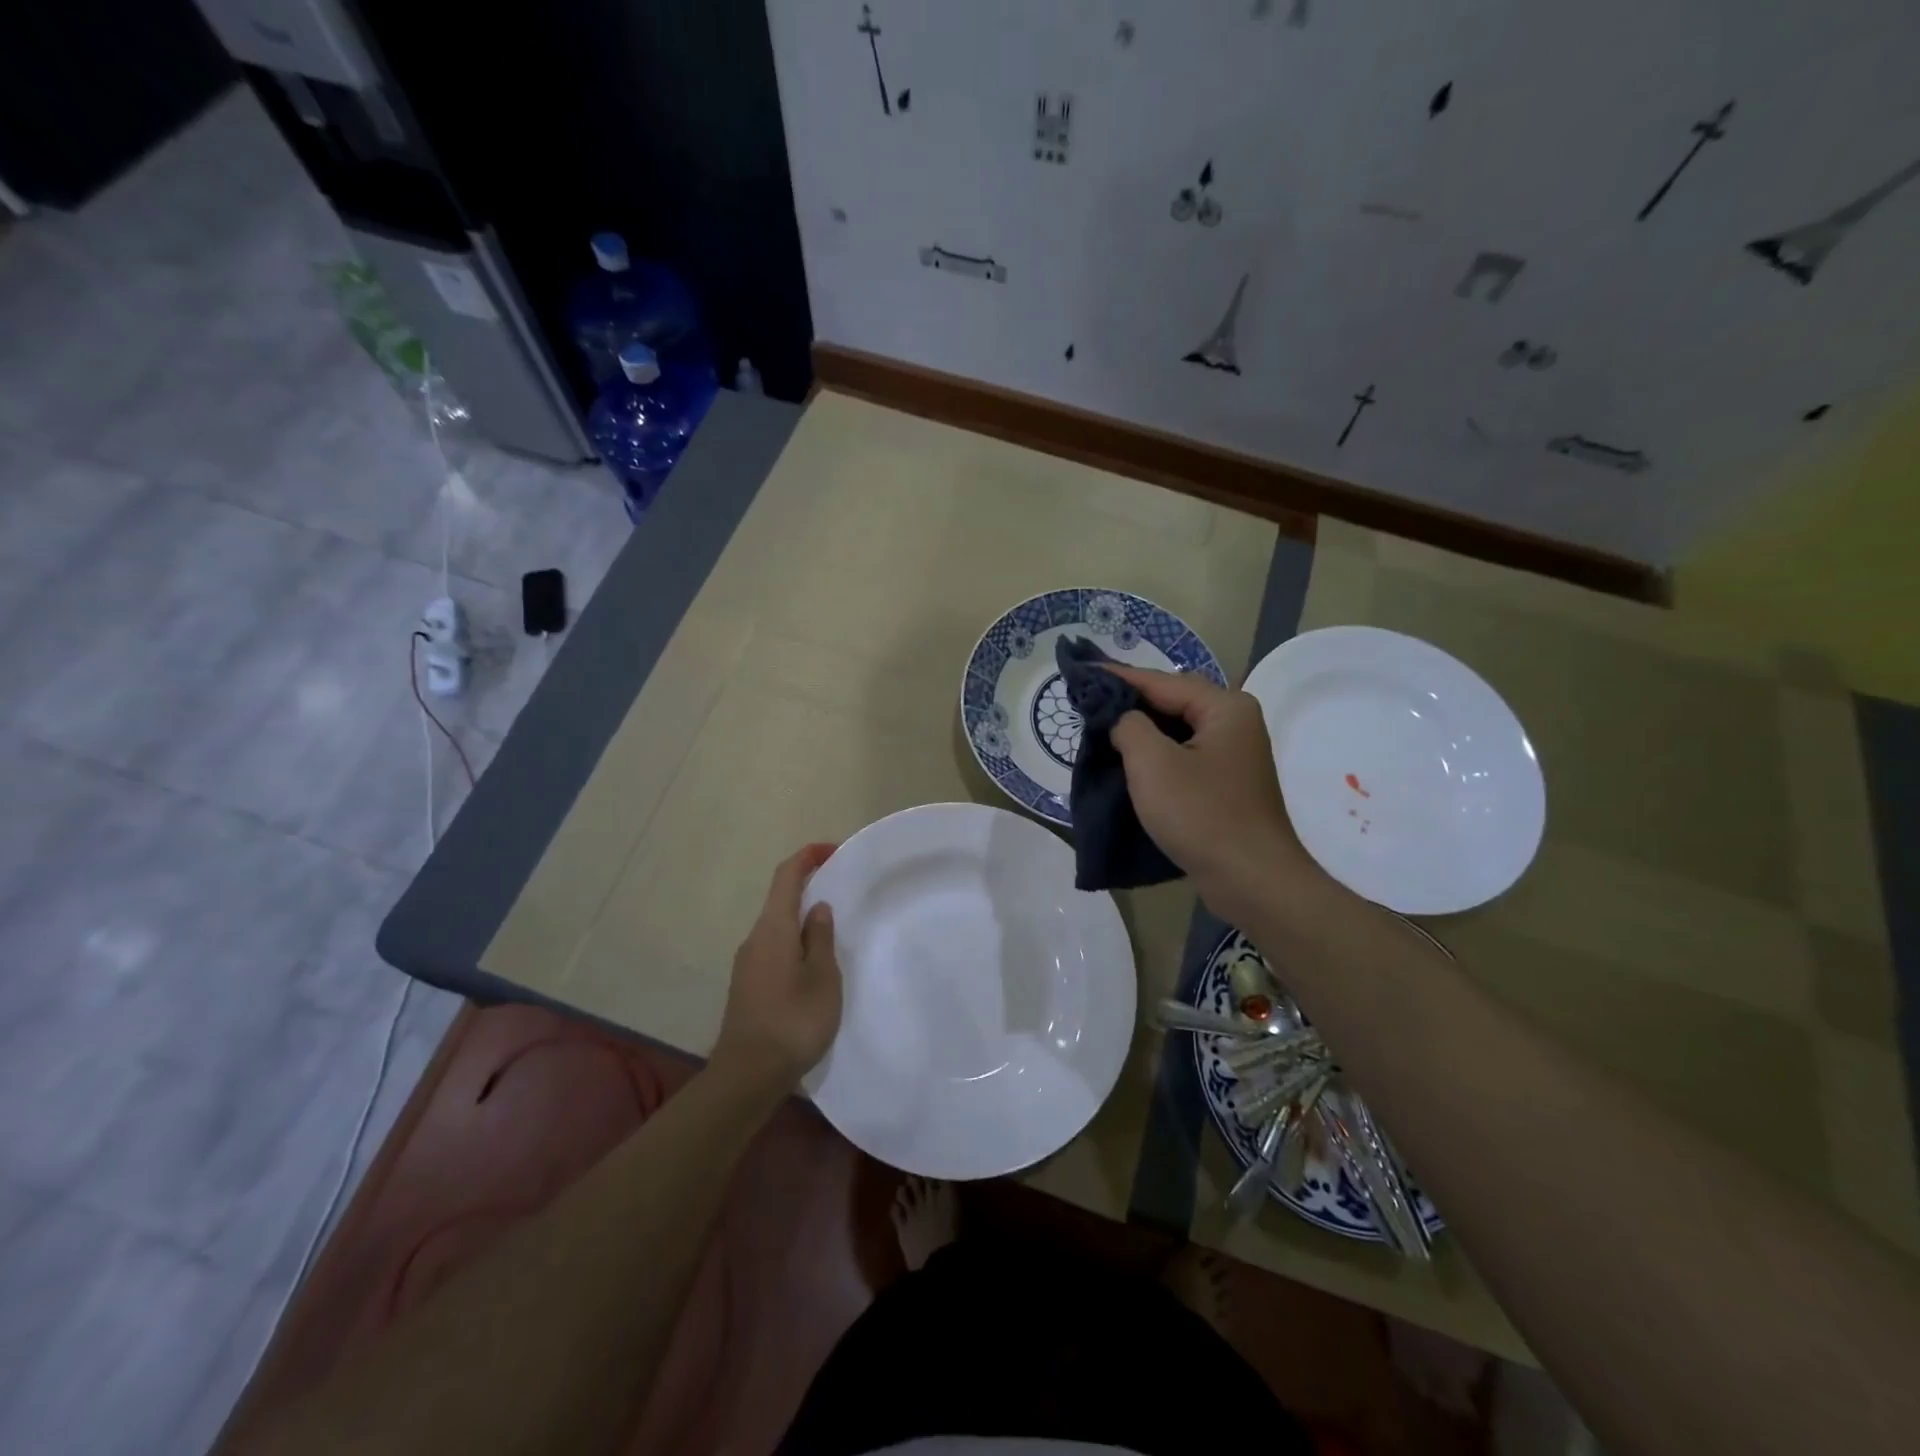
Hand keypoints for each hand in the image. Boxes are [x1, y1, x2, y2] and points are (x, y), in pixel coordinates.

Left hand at [712, 843, 842, 1093]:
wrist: (748, 1075)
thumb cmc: (793, 1021)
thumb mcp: (822, 977)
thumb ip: (820, 938)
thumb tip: (816, 907)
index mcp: (773, 929)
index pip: (786, 876)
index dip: (807, 856)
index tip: (832, 850)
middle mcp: (755, 938)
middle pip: (780, 899)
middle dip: (808, 886)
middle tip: (841, 888)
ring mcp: (748, 963)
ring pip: (777, 926)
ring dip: (802, 917)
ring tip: (834, 927)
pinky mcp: (748, 985)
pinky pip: (774, 948)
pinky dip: (795, 940)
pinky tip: (814, 962)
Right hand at [1102, 665, 1323, 923]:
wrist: (1251, 880)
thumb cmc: (1201, 815)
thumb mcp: (1152, 764)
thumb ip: (1128, 726)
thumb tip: (1121, 720)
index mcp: (1224, 707)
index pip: (1161, 681)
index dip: (1117, 678)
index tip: (1081, 673)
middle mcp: (1234, 722)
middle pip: (1172, 702)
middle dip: (1129, 702)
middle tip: (1087, 701)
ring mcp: (1233, 755)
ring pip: (1177, 731)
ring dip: (1141, 731)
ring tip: (1100, 729)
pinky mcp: (1226, 784)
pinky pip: (1183, 756)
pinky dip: (1155, 755)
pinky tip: (1128, 762)